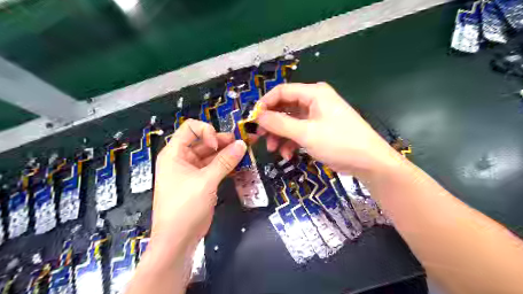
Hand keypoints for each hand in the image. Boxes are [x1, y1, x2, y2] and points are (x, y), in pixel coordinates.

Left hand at [151, 117, 246, 254]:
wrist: (178, 240)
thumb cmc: (185, 207)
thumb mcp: (206, 181)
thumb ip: (225, 161)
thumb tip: (242, 144)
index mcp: (174, 153)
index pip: (190, 129)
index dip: (206, 131)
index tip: (218, 145)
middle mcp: (182, 159)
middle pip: (203, 141)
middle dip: (222, 142)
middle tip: (241, 146)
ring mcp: (192, 171)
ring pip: (211, 155)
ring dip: (226, 154)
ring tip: (243, 154)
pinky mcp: (201, 182)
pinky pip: (214, 167)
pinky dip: (226, 166)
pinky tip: (239, 166)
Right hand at [257, 82, 396, 180]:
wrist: (368, 162)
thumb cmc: (339, 142)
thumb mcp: (306, 133)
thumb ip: (280, 123)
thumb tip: (258, 116)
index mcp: (313, 94)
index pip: (282, 92)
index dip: (265, 104)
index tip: (253, 119)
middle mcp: (314, 101)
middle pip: (285, 107)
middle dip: (271, 123)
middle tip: (260, 137)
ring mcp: (317, 117)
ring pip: (290, 122)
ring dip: (280, 135)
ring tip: (273, 150)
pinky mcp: (319, 130)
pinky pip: (299, 132)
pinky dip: (291, 142)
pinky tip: (288, 154)